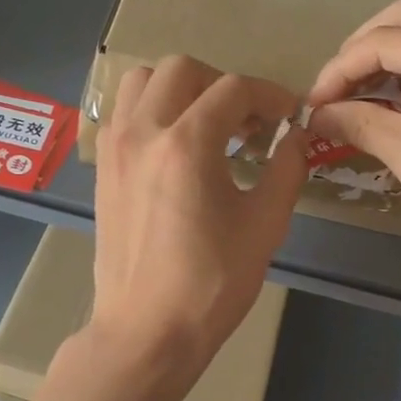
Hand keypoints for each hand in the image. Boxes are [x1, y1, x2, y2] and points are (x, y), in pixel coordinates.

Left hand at [90, 55, 306, 379]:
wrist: (148, 330)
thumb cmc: (212, 283)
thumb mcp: (265, 225)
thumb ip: (286, 168)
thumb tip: (297, 136)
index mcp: (186, 144)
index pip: (234, 89)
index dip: (270, 95)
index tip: (289, 116)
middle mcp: (143, 131)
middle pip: (182, 69)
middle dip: (223, 85)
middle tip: (248, 122)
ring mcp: (115, 148)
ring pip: (142, 81)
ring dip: (180, 89)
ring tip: (206, 125)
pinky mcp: (103, 168)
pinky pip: (123, 112)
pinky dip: (152, 110)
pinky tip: (175, 147)